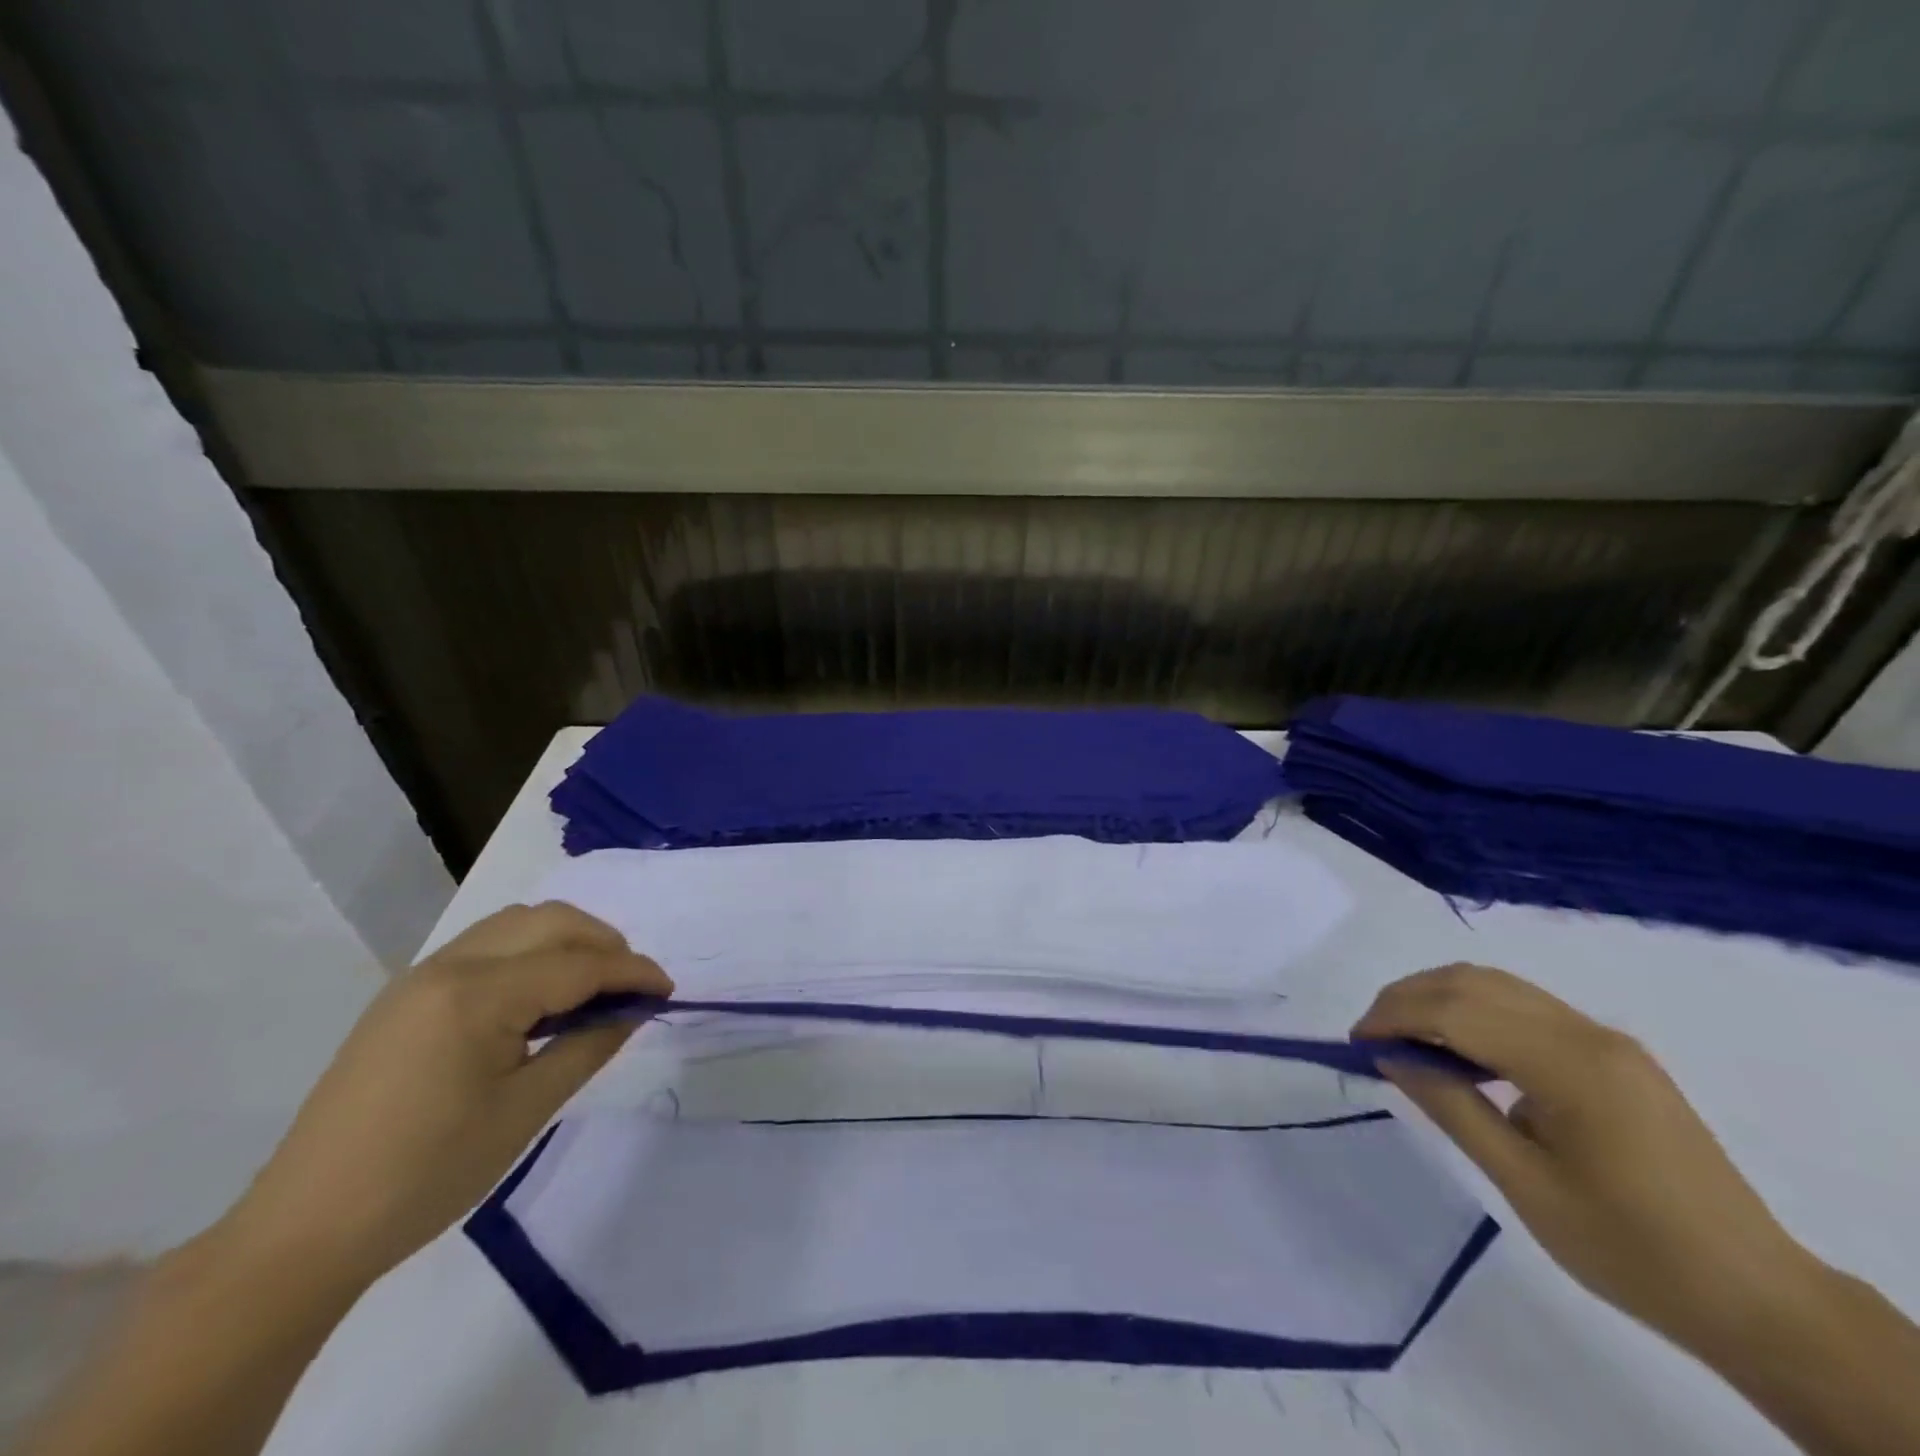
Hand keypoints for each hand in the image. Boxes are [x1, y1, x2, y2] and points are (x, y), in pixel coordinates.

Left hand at [221, 903, 672, 1290]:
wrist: (303, 1232)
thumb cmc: (426, 1176)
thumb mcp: (525, 1112)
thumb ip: (588, 1047)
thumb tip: (633, 1011)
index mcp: (476, 995)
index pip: (577, 964)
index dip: (632, 972)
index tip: (668, 990)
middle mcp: (448, 967)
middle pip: (549, 922)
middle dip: (604, 943)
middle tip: (633, 986)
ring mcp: (420, 977)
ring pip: (516, 924)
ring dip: (566, 940)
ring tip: (593, 984)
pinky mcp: (406, 997)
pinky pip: (486, 947)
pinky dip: (530, 953)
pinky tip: (541, 996)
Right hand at [1353, 963, 1816, 1356]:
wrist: (1756, 1297)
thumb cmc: (1630, 1248)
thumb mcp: (1524, 1183)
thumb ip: (1451, 1107)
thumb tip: (1391, 1057)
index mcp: (1569, 1064)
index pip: (1457, 1010)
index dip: (1395, 1016)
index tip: (1356, 1042)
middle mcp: (1587, 1033)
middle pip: (1474, 983)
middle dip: (1410, 998)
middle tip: (1372, 1037)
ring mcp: (1605, 1039)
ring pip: (1498, 986)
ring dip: (1440, 1000)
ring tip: (1405, 1040)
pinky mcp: (1613, 1054)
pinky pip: (1525, 1009)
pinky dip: (1475, 1014)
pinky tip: (1461, 1054)